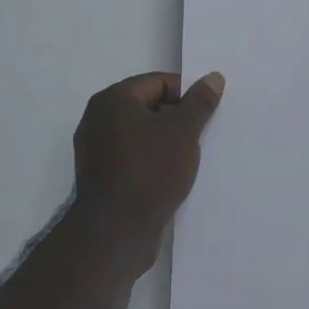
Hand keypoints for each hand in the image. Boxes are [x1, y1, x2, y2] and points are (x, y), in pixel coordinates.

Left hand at [71, 71, 224, 261]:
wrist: (117, 231)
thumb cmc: (150, 170)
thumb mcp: (183, 131)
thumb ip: (199, 102)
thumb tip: (213, 77)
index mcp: (113, 100)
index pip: (158, 82)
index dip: (186, 94)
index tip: (207, 113)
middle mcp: (98, 119)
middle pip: (148, 107)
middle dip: (177, 119)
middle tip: (203, 134)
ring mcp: (96, 150)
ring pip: (141, 135)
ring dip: (166, 142)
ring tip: (192, 157)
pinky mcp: (101, 177)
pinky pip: (133, 158)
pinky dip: (153, 161)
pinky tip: (173, 176)